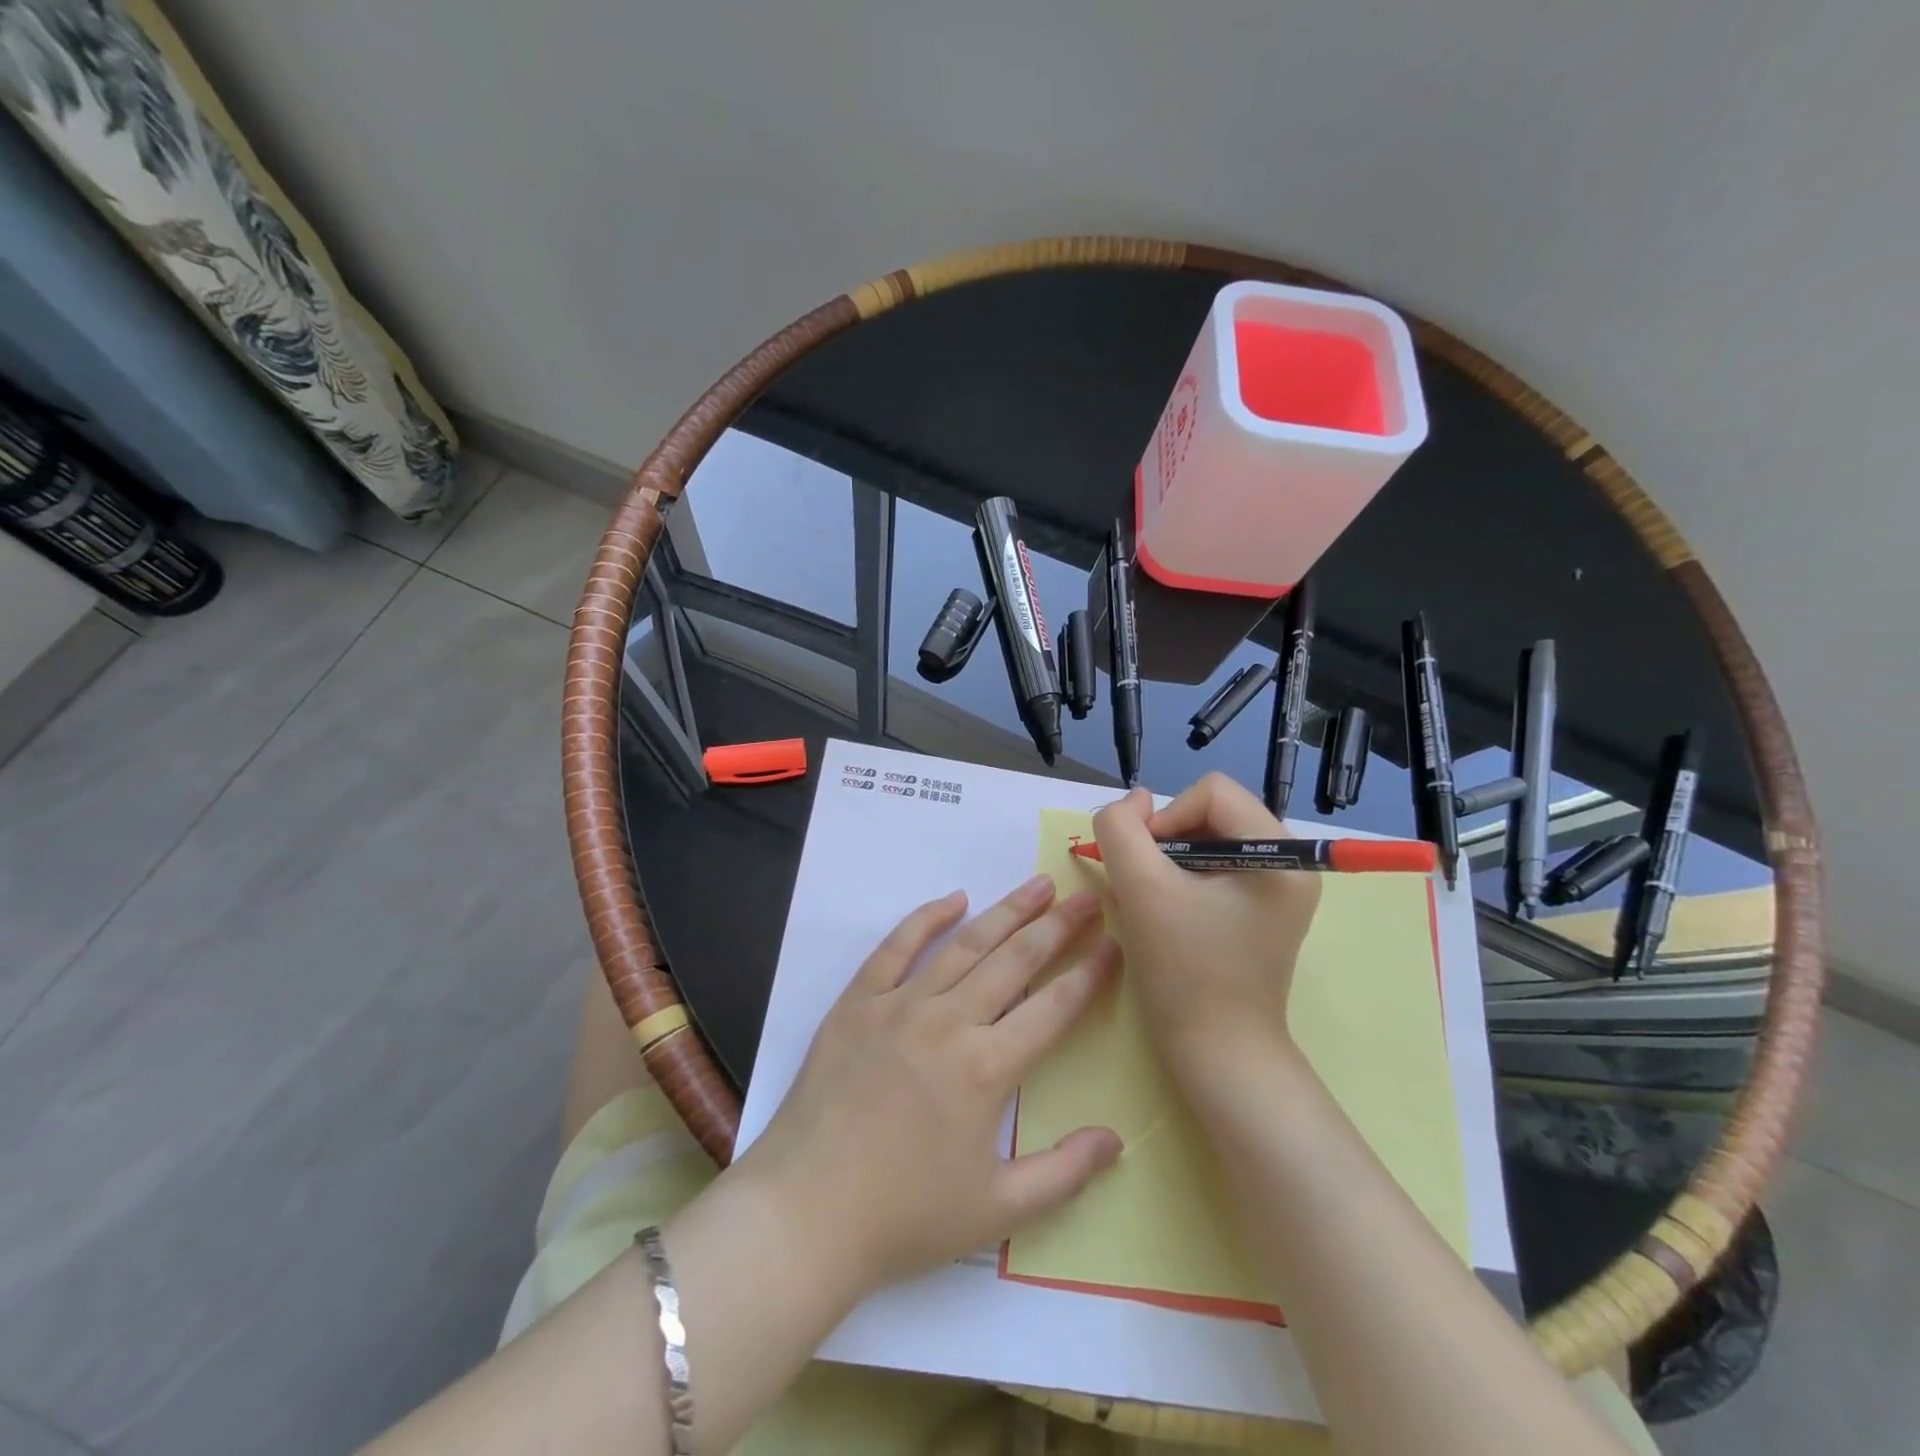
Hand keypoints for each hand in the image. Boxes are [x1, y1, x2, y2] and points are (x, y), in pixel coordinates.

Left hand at [737, 876, 1123, 1300]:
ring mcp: (899, 1005)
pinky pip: (896, 947)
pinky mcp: (858, 1002)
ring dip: (1006, 911)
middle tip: (1087, 896)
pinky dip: (926, 918)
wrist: (805, 1213)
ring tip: (1038, 884)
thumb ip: (1063, 1173)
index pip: (1054, 1008)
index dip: (1090, 974)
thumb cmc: (904, 1217)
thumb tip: (1115, 1139)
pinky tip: (954, 898)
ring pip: (964, 944)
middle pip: (1015, 960)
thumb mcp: (996, 1210)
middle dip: (1057, 926)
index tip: (1114, 945)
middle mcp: (948, 1022)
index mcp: (986, 1068)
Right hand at [1091, 775, 1321, 1084]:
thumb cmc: (1184, 971)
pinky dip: (1180, 879)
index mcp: (1279, 854)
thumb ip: (1122, 828)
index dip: (1166, 818)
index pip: (1211, 792)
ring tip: (1148, 900)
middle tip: (1142, 885)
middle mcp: (1289, 863)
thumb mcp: (1140, 888)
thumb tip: (1135, 801)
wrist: (1217, 1054)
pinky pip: (1213, 868)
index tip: (1144, 865)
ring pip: (1207, 839)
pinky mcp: (1261, 909)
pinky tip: (1162, 911)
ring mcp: (1277, 888)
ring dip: (1167, 861)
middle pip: (1211, 813)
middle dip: (1166, 841)